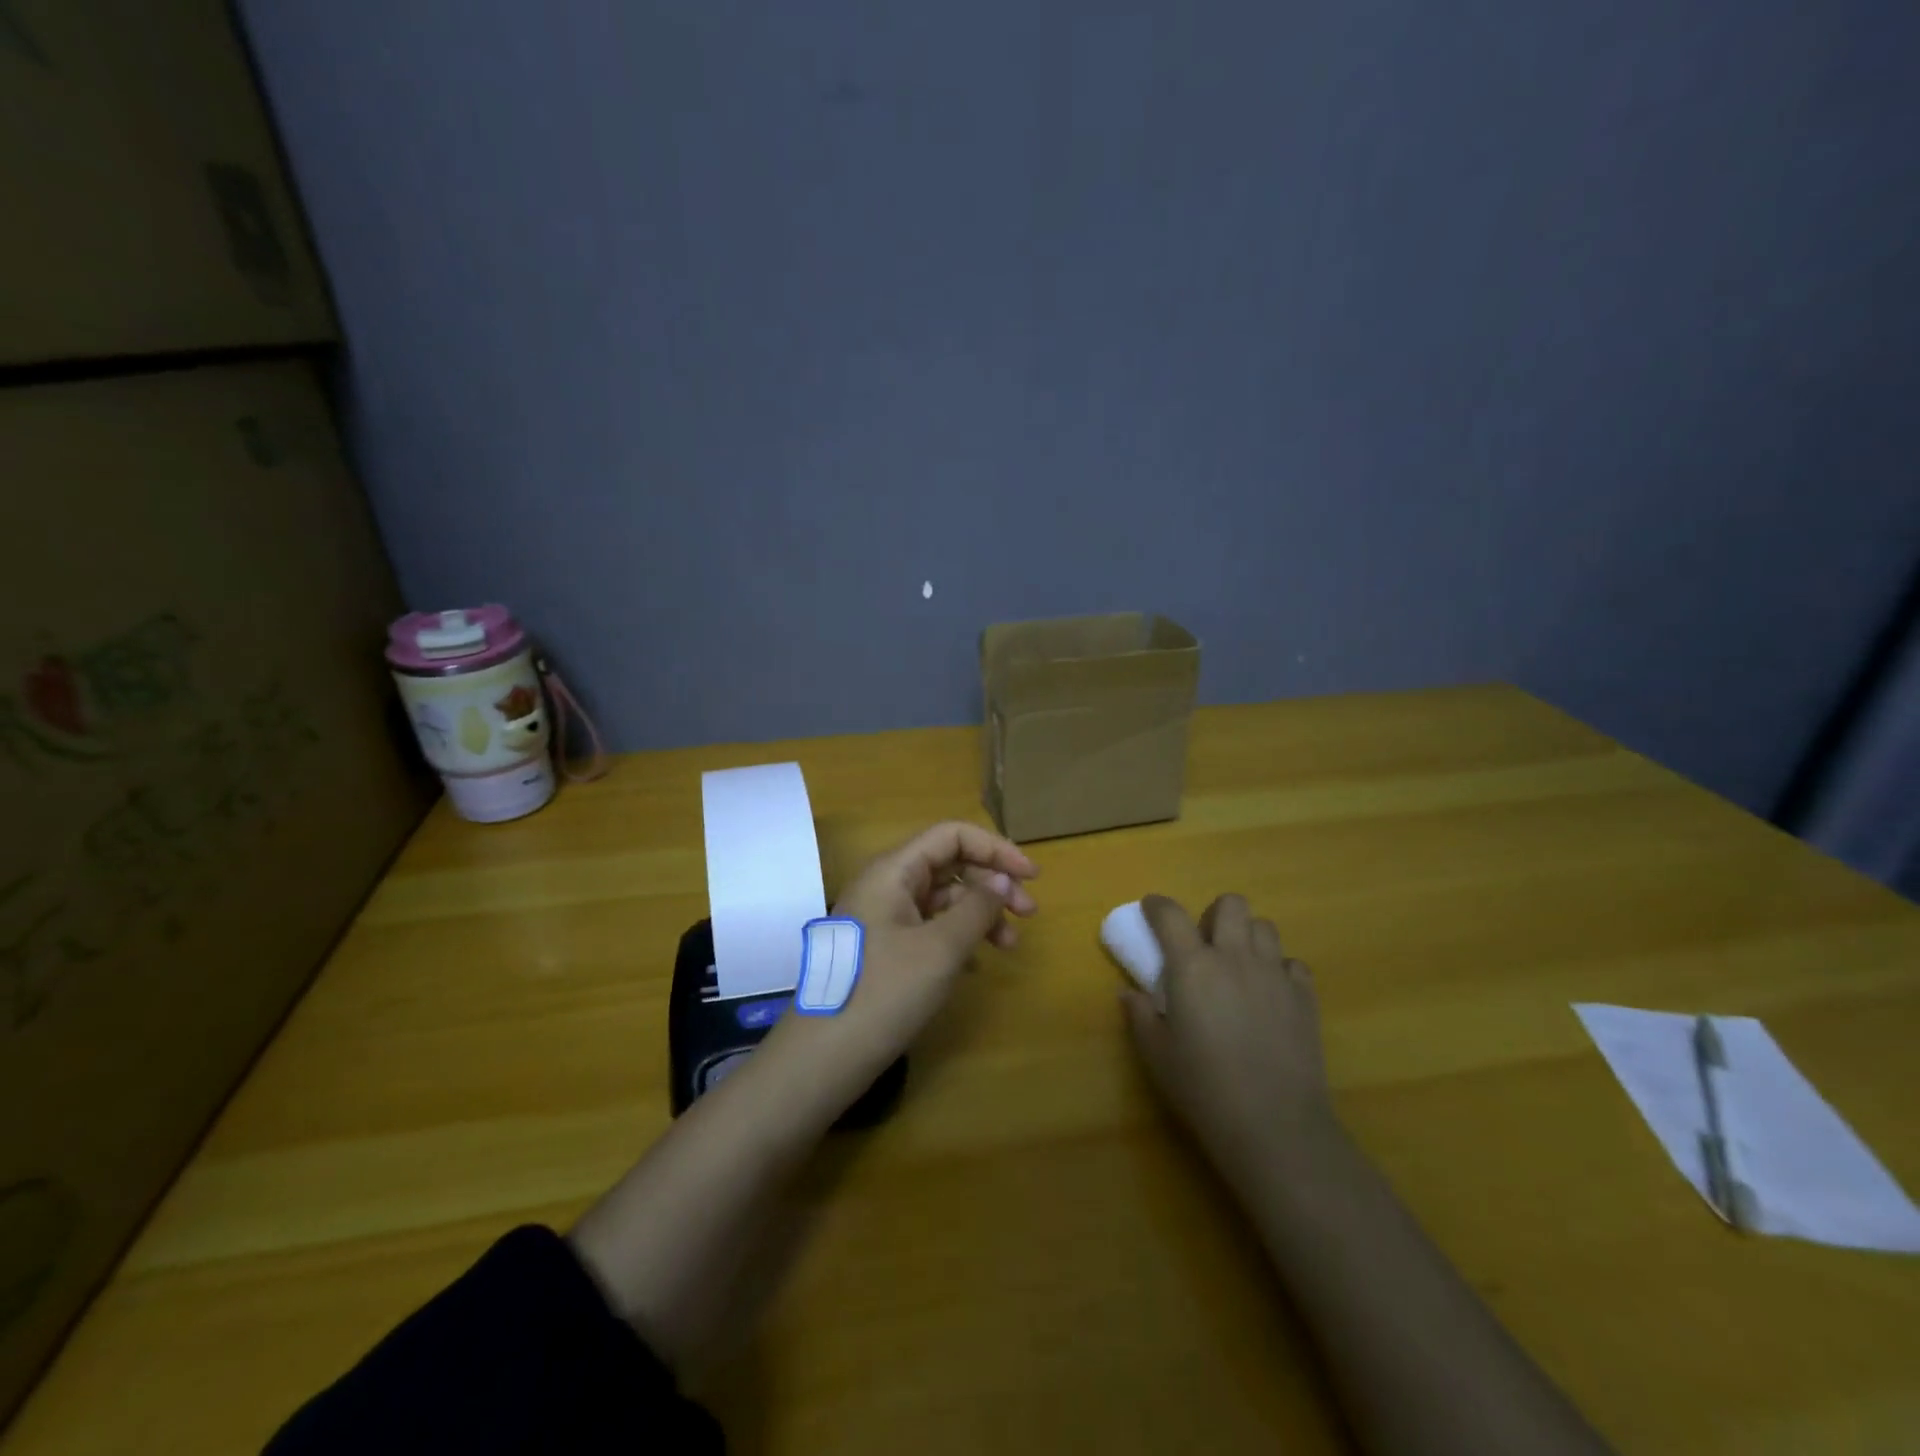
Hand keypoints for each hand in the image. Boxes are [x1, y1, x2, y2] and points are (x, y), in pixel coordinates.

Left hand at [762, 821, 1036, 1082]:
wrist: (824, 1058)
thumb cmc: (885, 993)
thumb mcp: (941, 948)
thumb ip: (977, 908)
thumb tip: (1002, 881)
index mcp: (893, 871)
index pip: (951, 836)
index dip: (995, 848)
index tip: (1032, 877)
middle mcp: (886, 886)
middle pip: (949, 864)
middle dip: (992, 883)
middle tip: (1028, 914)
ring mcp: (882, 919)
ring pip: (942, 899)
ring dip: (979, 914)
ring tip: (1008, 946)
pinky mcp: (883, 950)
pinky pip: (929, 928)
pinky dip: (958, 938)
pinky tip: (977, 965)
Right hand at [1121, 894, 1334, 1188]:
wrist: (1274, 1125)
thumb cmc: (1203, 1088)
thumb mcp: (1157, 1054)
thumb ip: (1140, 1016)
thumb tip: (1131, 994)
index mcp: (1192, 966)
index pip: (1170, 914)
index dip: (1157, 906)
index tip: (1151, 910)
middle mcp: (1234, 957)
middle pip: (1230, 904)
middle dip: (1214, 914)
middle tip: (1204, 944)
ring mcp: (1275, 975)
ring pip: (1265, 927)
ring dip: (1248, 937)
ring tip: (1238, 966)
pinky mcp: (1305, 998)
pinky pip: (1293, 964)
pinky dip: (1279, 969)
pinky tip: (1270, 994)